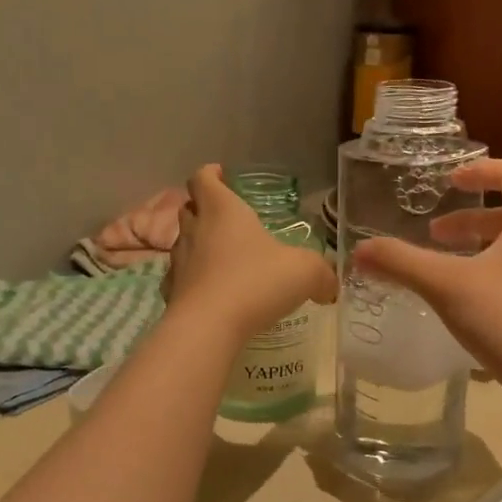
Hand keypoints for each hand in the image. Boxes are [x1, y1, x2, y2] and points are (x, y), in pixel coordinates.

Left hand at [165, 166, 337, 343]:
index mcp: (223, 210)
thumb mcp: (305, 272)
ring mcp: (179, 261)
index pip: (204, 178)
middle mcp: (195, 229)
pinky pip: (180, 277)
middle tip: (226, 219)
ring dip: (198, 244)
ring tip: (222, 257)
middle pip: (189, 207)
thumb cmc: (256, 282)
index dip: (211, 174)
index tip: (221, 176)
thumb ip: (322, 274)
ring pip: (183, 242)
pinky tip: (210, 292)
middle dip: (204, 208)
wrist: (208, 327)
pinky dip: (193, 279)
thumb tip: (329, 286)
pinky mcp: (171, 292)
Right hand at [352, 158, 501, 394]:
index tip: (449, 182)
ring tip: (449, 269)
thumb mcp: (446, 286)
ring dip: (483, 247)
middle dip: (470, 219)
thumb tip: (359, 251)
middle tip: (435, 236)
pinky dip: (498, 271)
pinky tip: (473, 301)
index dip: (480, 170)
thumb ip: (402, 263)